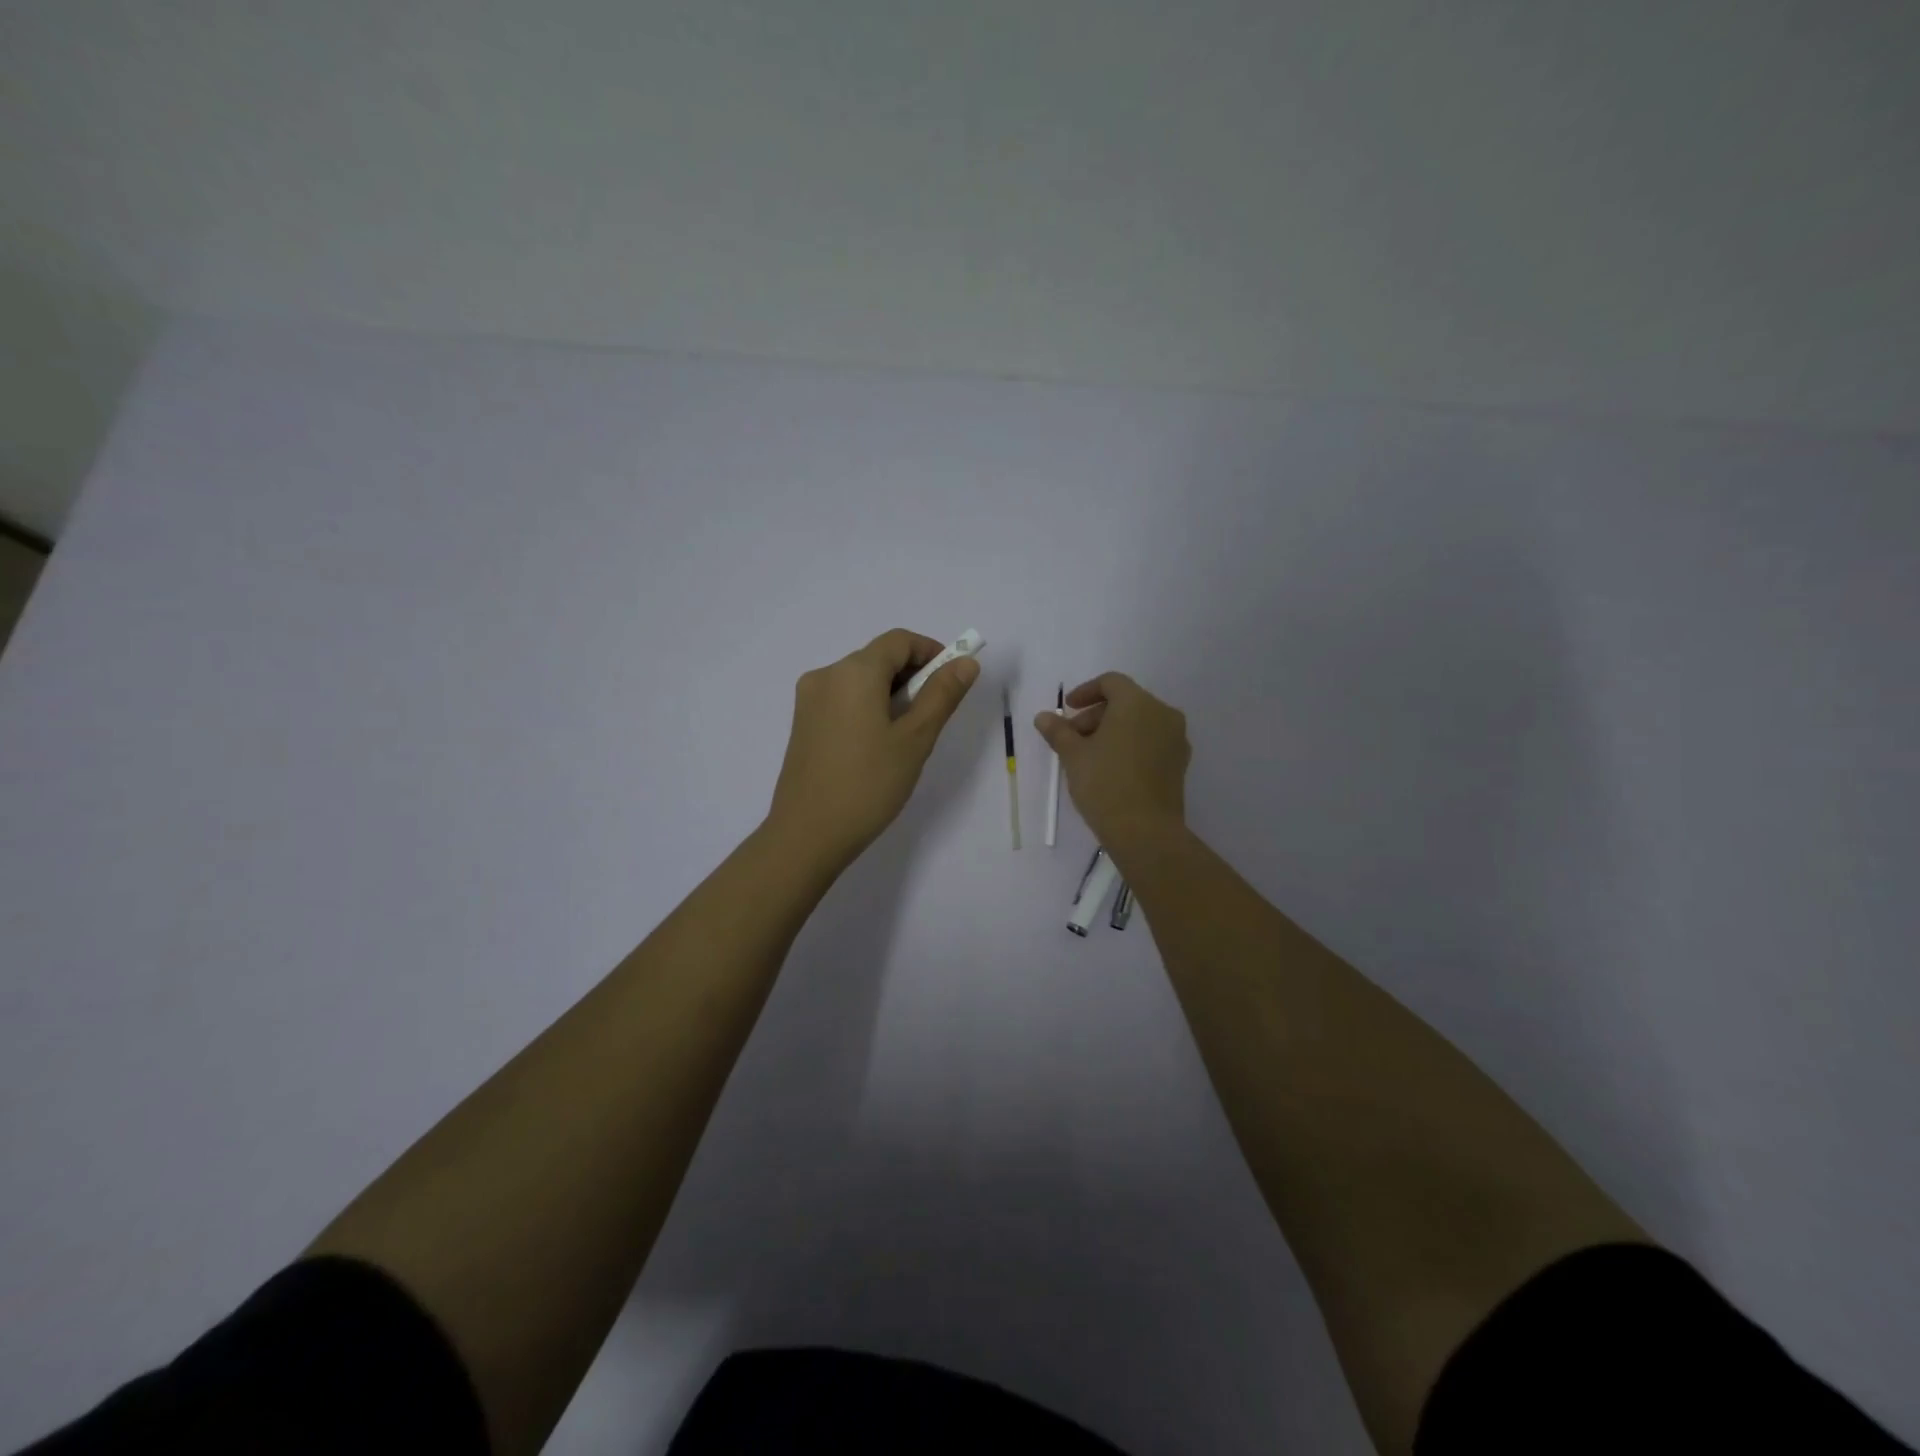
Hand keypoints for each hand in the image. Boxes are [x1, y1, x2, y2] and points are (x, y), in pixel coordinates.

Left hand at [767, 628, 979, 868]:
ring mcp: (809, 699)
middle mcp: (826, 675)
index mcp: (853, 671)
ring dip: (891, 693)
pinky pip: (843, 699)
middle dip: (913, 675)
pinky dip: (868, 706)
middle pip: (878, 657)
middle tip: (934, 715)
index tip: (953, 681)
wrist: (807, 835)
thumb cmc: (868, 785)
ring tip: (908, 736)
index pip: (900, 641)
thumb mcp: (915, 739)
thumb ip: (942, 695)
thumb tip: (965, 662)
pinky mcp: (802, 723)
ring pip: (861, 679)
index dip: (932, 652)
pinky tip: (878, 744)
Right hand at [1034, 672, 1189, 853]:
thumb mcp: (1073, 755)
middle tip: (1073, 738)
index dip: (1085, 692)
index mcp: (1137, 703)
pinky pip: (1152, 741)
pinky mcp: (1180, 763)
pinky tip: (1112, 768)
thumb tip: (1043, 717)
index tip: (1067, 710)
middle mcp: (1162, 714)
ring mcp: (1176, 739)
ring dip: (1113, 731)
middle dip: (1096, 715)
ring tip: (1089, 756)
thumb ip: (1058, 731)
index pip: (1111, 682)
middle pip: (1126, 702)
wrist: (1144, 831)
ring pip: (1140, 722)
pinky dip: (1131, 745)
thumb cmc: (1104, 783)